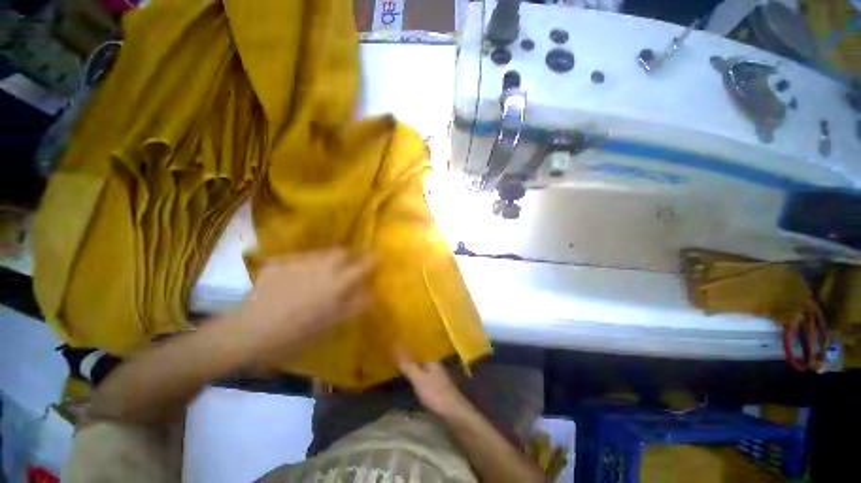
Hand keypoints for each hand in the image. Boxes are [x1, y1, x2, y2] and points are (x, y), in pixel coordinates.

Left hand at [234, 248, 374, 356]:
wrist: (250, 332)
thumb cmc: (297, 334)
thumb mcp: (333, 324)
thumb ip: (356, 306)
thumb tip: (373, 293)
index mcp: (338, 282)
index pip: (364, 265)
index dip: (373, 260)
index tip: (377, 260)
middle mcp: (322, 266)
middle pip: (343, 252)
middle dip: (351, 256)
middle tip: (351, 265)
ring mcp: (300, 262)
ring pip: (322, 253)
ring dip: (330, 258)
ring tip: (326, 270)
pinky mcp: (280, 263)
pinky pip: (300, 258)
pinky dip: (306, 264)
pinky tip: (299, 277)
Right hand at [397, 350, 470, 417]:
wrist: (453, 412)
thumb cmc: (435, 393)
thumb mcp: (419, 378)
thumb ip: (408, 365)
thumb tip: (397, 348)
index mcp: (432, 360)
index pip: (419, 349)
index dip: (409, 347)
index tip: (397, 344)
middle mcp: (435, 366)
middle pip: (421, 358)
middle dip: (410, 357)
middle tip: (395, 354)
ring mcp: (437, 377)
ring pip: (422, 368)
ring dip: (413, 366)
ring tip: (400, 365)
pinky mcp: (437, 388)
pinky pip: (424, 377)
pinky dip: (416, 376)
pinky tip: (410, 380)